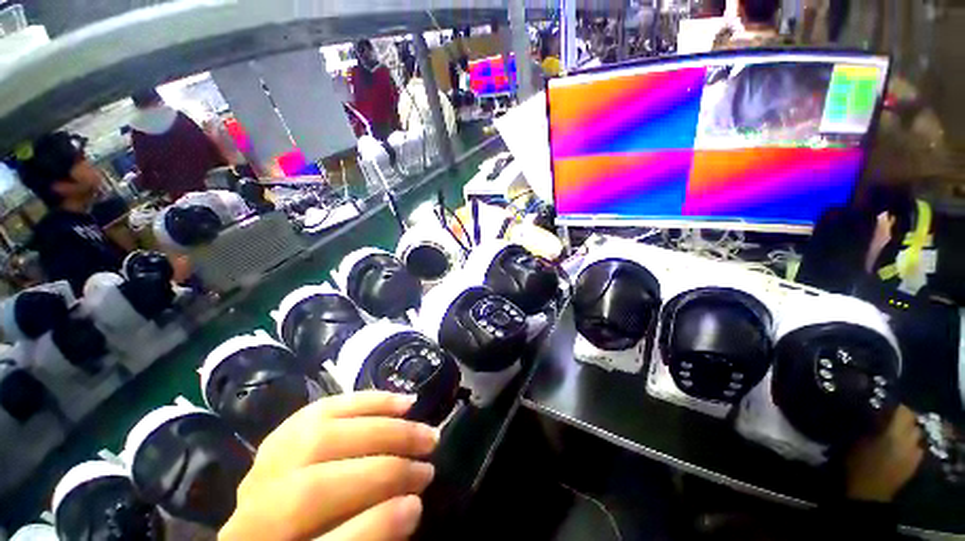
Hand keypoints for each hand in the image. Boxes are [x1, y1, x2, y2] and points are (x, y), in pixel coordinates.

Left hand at [220, 392, 439, 540]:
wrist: (276, 530)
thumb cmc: (320, 538)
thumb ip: (371, 538)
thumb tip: (410, 507)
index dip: (372, 527)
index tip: (417, 506)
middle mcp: (251, 517)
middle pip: (314, 489)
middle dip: (384, 471)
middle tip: (427, 466)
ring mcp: (261, 469)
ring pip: (319, 438)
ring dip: (383, 430)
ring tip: (423, 433)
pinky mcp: (281, 435)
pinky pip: (323, 409)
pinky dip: (368, 402)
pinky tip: (401, 403)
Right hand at [845, 405, 923, 502]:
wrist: (869, 493)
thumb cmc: (859, 464)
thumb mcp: (857, 442)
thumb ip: (870, 426)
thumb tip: (875, 414)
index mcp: (895, 432)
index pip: (903, 410)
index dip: (894, 407)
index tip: (883, 408)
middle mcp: (909, 440)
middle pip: (912, 422)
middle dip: (903, 420)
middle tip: (888, 421)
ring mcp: (914, 453)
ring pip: (916, 435)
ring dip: (907, 432)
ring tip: (894, 435)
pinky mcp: (915, 463)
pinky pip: (917, 448)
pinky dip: (910, 445)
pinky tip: (900, 450)